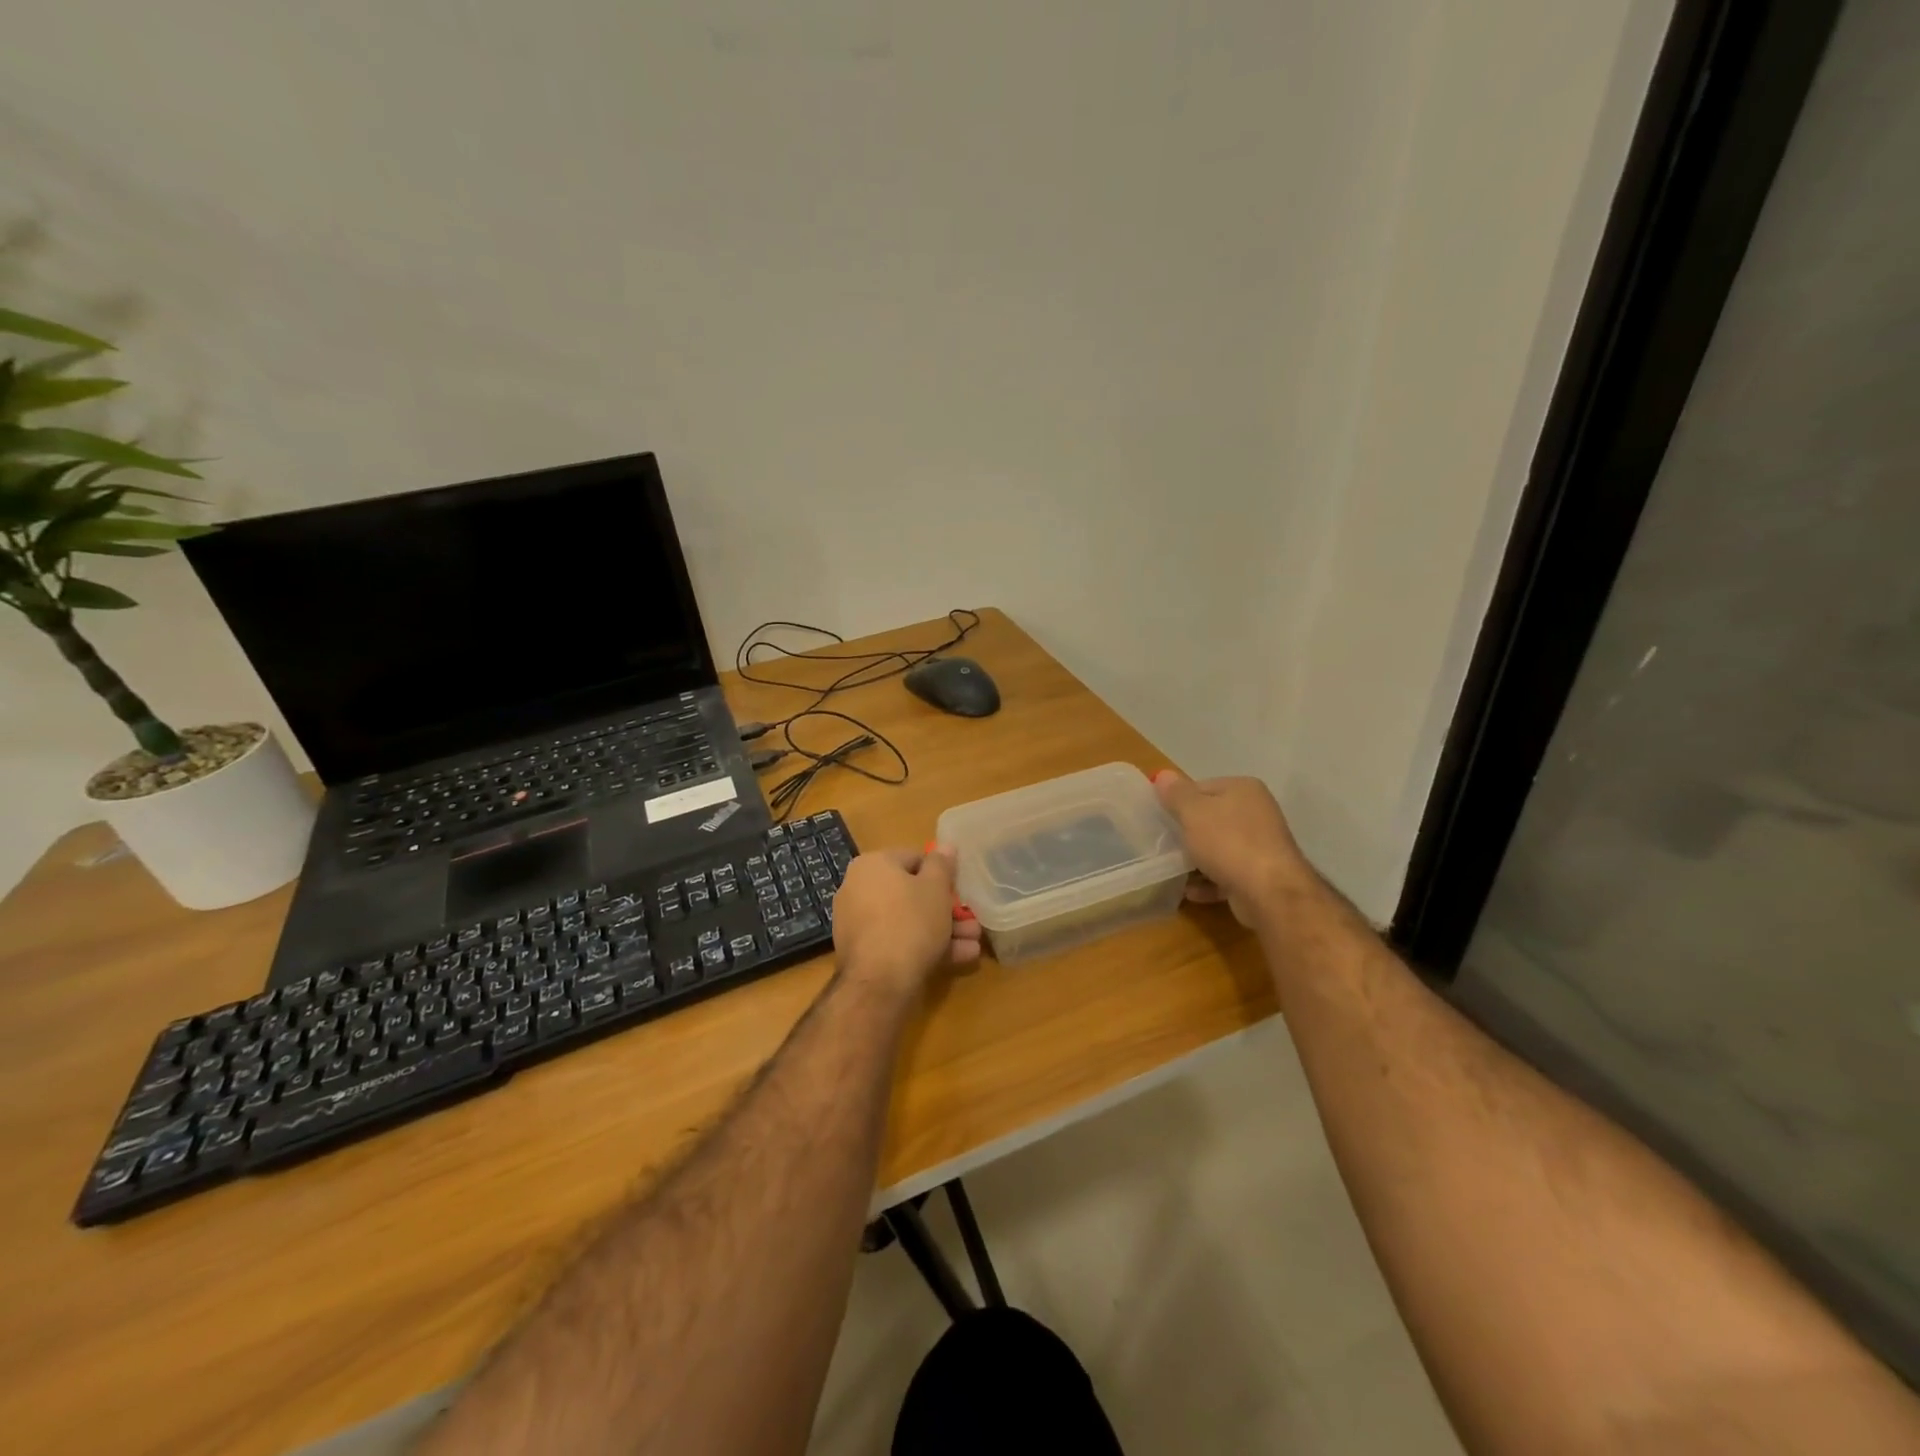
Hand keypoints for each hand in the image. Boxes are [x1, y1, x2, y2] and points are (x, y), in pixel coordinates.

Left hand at [832, 845, 982, 996]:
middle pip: (912, 893)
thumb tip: (945, 845)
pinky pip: (898, 941)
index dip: (942, 874)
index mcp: (872, 864)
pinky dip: (924, 946)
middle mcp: (858, 888)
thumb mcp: (935, 888)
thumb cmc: (911, 922)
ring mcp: (858, 922)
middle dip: (946, 909)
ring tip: (973, 943)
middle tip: (972, 921)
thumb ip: (942, 864)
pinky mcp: (862, 952)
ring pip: (908, 920)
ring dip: (943, 930)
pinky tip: (958, 958)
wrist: (879, 982)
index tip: (961, 890)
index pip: (914, 858)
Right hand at [1152, 770, 1314, 926]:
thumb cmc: (1228, 842)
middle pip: (1211, 818)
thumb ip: (1176, 794)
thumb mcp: (1193, 812)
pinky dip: (1209, 882)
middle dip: (1188, 833)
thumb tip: (1162, 775)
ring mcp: (1261, 845)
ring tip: (1174, 870)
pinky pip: (1227, 873)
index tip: (1162, 819)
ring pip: (1219, 848)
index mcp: (1244, 789)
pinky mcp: (1261, 875)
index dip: (1179, 802)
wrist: (1269, 892)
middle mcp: (1257, 812)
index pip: (1202, 787)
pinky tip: (1191, 891)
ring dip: (1196, 860)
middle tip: (1165, 844)